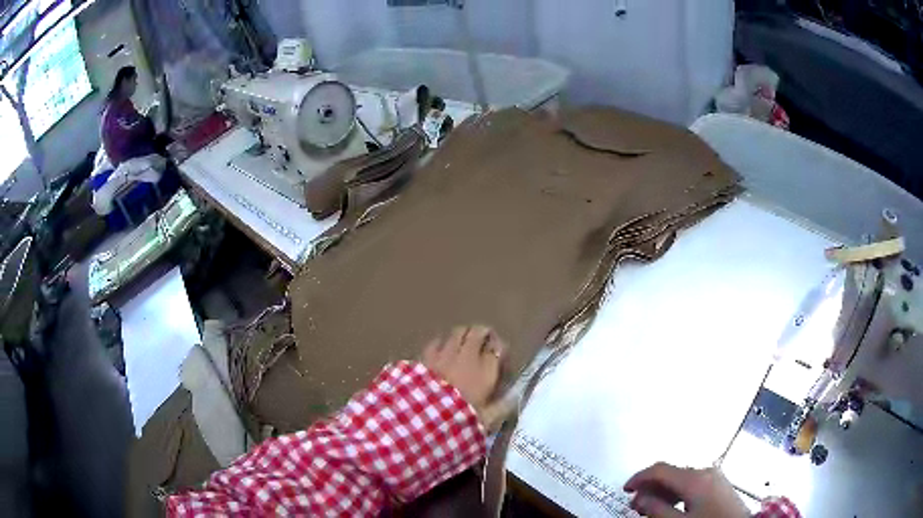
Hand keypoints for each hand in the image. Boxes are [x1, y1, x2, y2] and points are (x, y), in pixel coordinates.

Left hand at [422, 325, 513, 429]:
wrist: (427, 415)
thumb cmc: (461, 418)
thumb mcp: (488, 419)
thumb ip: (503, 407)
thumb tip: (514, 398)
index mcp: (487, 371)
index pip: (499, 349)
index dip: (500, 350)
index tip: (500, 356)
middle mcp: (469, 356)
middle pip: (479, 333)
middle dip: (483, 333)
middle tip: (483, 339)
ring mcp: (447, 353)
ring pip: (459, 332)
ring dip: (463, 334)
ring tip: (464, 339)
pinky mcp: (428, 355)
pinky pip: (437, 341)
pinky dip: (441, 342)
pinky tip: (441, 348)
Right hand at [624, 462, 748, 517]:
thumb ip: (656, 509)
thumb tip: (640, 497)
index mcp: (694, 478)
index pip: (660, 469)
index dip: (639, 477)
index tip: (625, 489)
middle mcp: (706, 471)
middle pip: (672, 473)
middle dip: (651, 487)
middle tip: (636, 505)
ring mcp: (716, 477)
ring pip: (682, 478)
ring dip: (664, 491)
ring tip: (652, 509)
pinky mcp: (720, 485)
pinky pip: (694, 483)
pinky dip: (678, 492)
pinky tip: (673, 507)